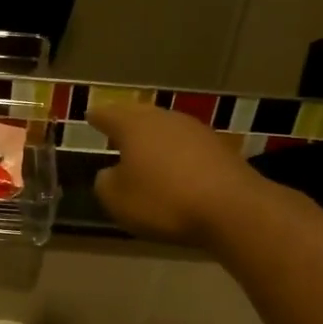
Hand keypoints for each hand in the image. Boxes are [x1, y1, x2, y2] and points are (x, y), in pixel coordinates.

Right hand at [89, 103, 270, 247]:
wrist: (233, 209)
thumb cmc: (163, 200)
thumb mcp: (117, 199)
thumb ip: (105, 183)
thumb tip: (111, 174)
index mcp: (134, 125)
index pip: (108, 114)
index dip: (97, 117)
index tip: (89, 116)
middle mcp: (165, 119)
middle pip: (140, 115)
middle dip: (126, 122)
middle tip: (115, 130)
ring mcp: (196, 131)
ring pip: (166, 129)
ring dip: (154, 139)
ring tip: (144, 151)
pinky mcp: (220, 149)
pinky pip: (187, 147)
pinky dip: (176, 154)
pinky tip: (175, 168)